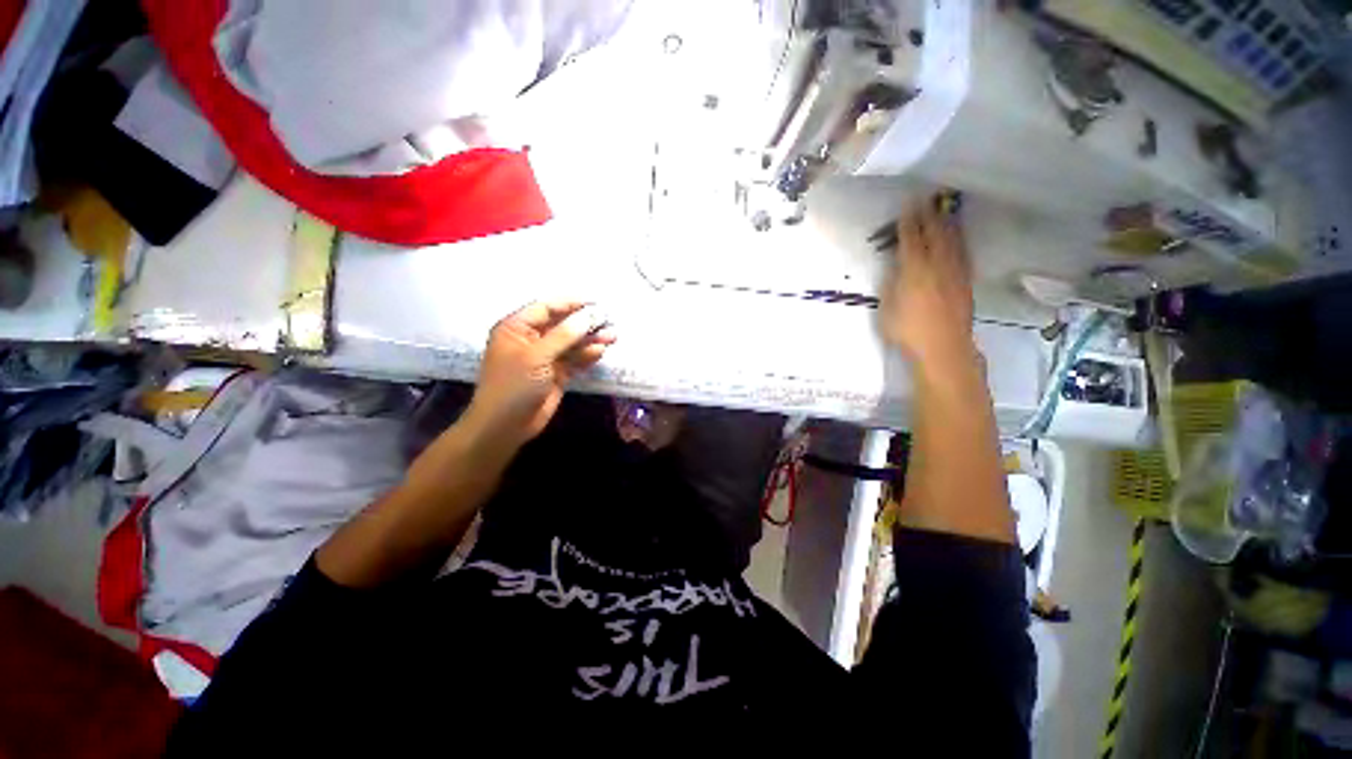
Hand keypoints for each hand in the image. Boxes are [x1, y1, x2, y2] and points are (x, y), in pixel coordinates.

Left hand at [463, 301, 615, 447]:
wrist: (505, 426)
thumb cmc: (514, 385)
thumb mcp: (537, 356)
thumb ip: (565, 334)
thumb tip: (591, 314)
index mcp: (517, 328)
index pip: (546, 307)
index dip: (571, 304)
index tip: (595, 304)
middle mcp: (531, 339)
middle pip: (562, 325)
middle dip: (585, 323)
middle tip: (609, 321)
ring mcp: (545, 358)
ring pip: (571, 343)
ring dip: (590, 339)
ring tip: (613, 337)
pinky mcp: (556, 374)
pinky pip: (574, 360)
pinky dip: (587, 355)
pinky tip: (601, 351)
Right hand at [879, 198, 976, 371]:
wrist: (943, 348)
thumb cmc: (907, 332)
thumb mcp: (887, 309)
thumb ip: (891, 286)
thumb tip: (896, 269)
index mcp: (914, 271)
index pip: (910, 240)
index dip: (908, 223)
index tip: (907, 206)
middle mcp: (937, 266)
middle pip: (934, 235)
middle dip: (929, 216)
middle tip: (926, 200)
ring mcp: (955, 274)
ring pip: (952, 242)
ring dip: (947, 225)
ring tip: (944, 212)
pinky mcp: (965, 283)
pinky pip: (963, 255)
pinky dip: (959, 242)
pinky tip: (958, 239)